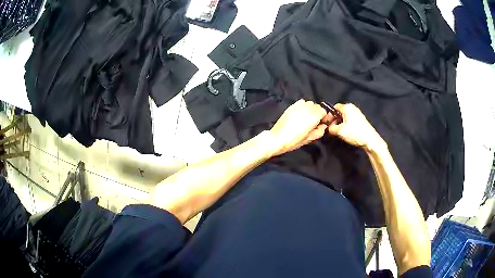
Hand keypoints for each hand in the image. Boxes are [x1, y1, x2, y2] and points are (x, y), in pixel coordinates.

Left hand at [268, 99, 327, 156]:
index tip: (323, 122)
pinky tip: (301, 113)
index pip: (324, 110)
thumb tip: (323, 126)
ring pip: (310, 103)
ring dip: (311, 109)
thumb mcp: (309, 139)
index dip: (325, 116)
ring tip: (307, 117)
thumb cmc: (294, 141)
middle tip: (315, 121)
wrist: (277, 138)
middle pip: (317, 106)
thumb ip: (319, 131)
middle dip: (318, 112)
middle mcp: (307, 109)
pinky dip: (304, 106)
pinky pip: (302, 102)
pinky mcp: (291, 106)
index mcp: (313, 117)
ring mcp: (298, 106)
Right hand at [325, 103, 386, 151]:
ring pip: (344, 116)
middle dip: (334, 119)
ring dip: (339, 123)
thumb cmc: (355, 133)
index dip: (328, 115)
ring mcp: (357, 113)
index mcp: (347, 107)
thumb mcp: (339, 131)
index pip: (334, 107)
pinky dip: (345, 124)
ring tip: (337, 131)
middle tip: (330, 128)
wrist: (370, 140)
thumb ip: (331, 128)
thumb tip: (328, 128)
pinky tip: (345, 132)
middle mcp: (352, 107)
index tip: (325, 123)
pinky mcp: (360, 119)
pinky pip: (349, 119)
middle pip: (339, 112)